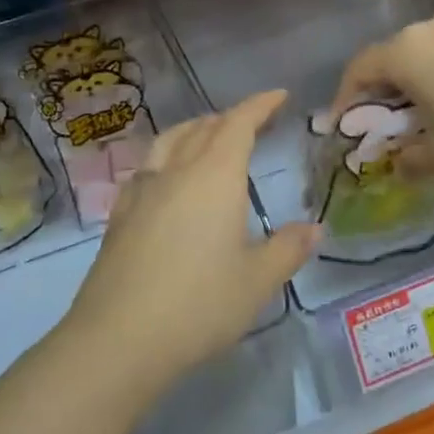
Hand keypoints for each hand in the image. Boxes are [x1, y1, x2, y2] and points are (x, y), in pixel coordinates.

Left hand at [64, 90, 317, 400]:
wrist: (119, 338)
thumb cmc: (200, 304)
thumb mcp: (257, 281)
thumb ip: (288, 249)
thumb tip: (314, 228)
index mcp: (215, 176)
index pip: (239, 124)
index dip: (260, 105)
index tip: (278, 95)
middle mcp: (176, 171)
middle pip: (203, 127)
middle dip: (231, 118)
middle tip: (252, 122)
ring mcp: (142, 190)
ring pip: (169, 141)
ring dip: (194, 130)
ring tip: (208, 137)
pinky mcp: (120, 214)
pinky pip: (147, 167)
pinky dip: (166, 157)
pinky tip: (166, 179)